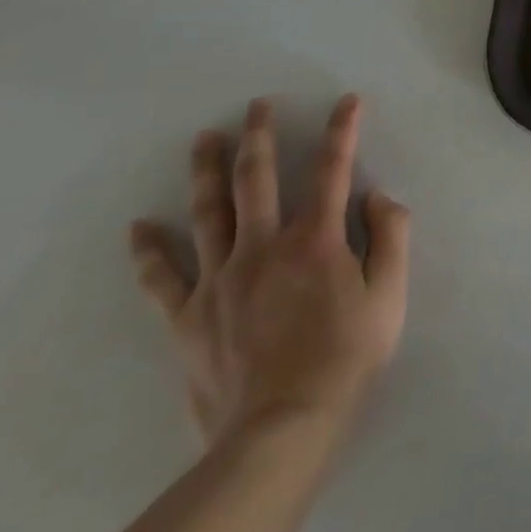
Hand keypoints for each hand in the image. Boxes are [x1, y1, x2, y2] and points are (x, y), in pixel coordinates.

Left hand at [129, 95, 410, 448]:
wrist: (281, 431)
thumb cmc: (346, 357)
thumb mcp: (391, 294)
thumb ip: (391, 235)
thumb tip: (376, 195)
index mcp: (315, 240)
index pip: (331, 169)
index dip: (343, 130)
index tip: (348, 101)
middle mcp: (263, 247)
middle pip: (257, 180)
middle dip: (259, 137)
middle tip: (256, 106)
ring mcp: (219, 281)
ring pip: (208, 214)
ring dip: (207, 172)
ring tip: (205, 139)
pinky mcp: (188, 317)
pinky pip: (163, 279)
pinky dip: (149, 251)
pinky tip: (139, 226)